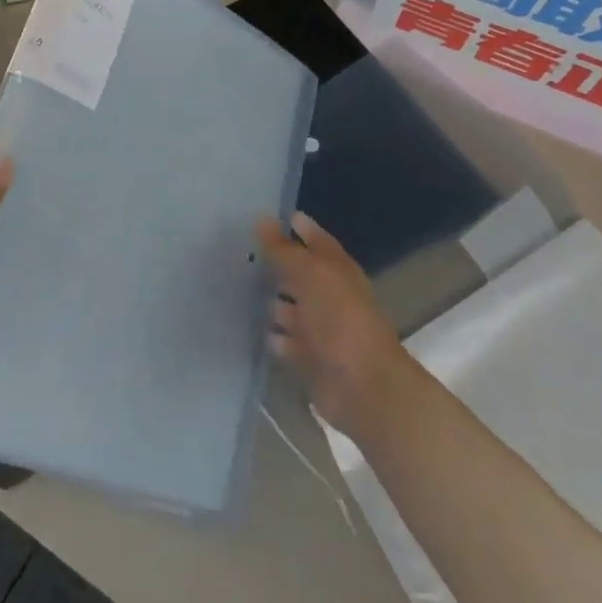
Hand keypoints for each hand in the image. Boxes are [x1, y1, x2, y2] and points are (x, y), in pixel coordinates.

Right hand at [258, 213, 418, 437]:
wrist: (363, 387)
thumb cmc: (340, 320)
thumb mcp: (310, 275)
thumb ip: (284, 250)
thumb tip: (263, 219)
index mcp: (338, 271)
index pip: (317, 241)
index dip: (300, 228)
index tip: (272, 216)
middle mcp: (331, 296)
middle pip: (302, 275)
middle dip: (278, 265)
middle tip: (242, 253)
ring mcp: (322, 329)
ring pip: (292, 309)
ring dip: (272, 302)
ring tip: (238, 291)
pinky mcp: (311, 359)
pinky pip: (286, 342)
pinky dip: (274, 337)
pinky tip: (250, 329)